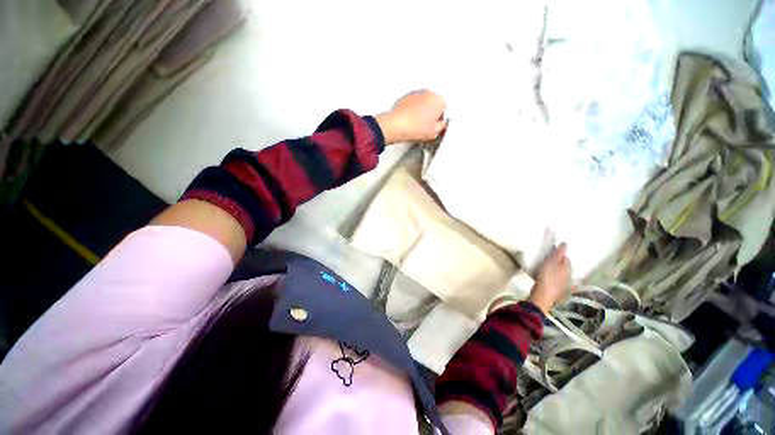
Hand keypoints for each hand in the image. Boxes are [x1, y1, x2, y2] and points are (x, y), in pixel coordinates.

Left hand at [375, 90, 447, 144]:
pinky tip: (409, 121)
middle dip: (431, 113)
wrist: (396, 126)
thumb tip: (440, 125)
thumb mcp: (434, 133)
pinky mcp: (405, 96)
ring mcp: (416, 93)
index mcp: (439, 100)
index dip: (439, 120)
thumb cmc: (414, 128)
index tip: (435, 126)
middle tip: (426, 126)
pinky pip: (413, 103)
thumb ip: (442, 126)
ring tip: (416, 125)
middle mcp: (428, 92)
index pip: (444, 109)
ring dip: (421, 111)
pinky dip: (412, 110)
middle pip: (434, 103)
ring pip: (423, 103)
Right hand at [528, 243, 572, 313]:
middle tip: (549, 261)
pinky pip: (558, 282)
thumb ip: (558, 254)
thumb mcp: (550, 262)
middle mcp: (569, 276)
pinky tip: (550, 281)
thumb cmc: (546, 277)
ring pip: (562, 275)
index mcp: (567, 268)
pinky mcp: (557, 291)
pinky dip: (555, 280)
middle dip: (559, 263)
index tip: (551, 254)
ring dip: (557, 271)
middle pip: (565, 267)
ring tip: (548, 269)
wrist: (543, 296)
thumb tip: (566, 244)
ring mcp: (564, 285)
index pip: (566, 258)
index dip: (559, 255)